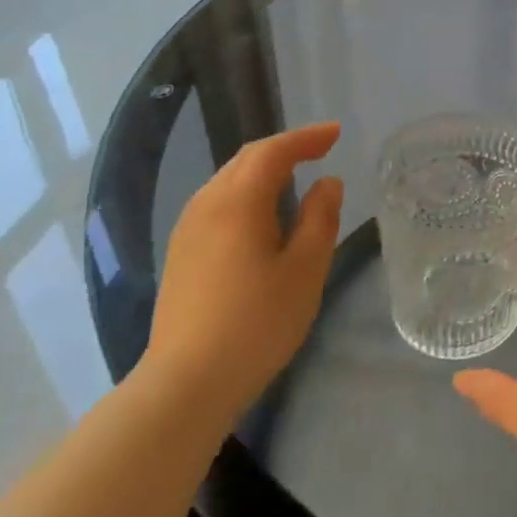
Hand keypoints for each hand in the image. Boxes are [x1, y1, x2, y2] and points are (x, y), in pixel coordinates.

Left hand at [143, 122, 344, 424]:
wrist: (186, 382)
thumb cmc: (257, 322)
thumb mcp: (306, 268)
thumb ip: (320, 218)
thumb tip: (327, 184)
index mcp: (238, 202)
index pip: (273, 151)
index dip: (306, 138)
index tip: (336, 133)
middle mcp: (206, 205)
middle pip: (245, 160)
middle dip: (284, 148)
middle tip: (320, 148)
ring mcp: (187, 230)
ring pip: (227, 181)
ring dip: (263, 170)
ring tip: (295, 176)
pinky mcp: (180, 255)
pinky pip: (217, 203)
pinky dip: (246, 192)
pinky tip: (261, 214)